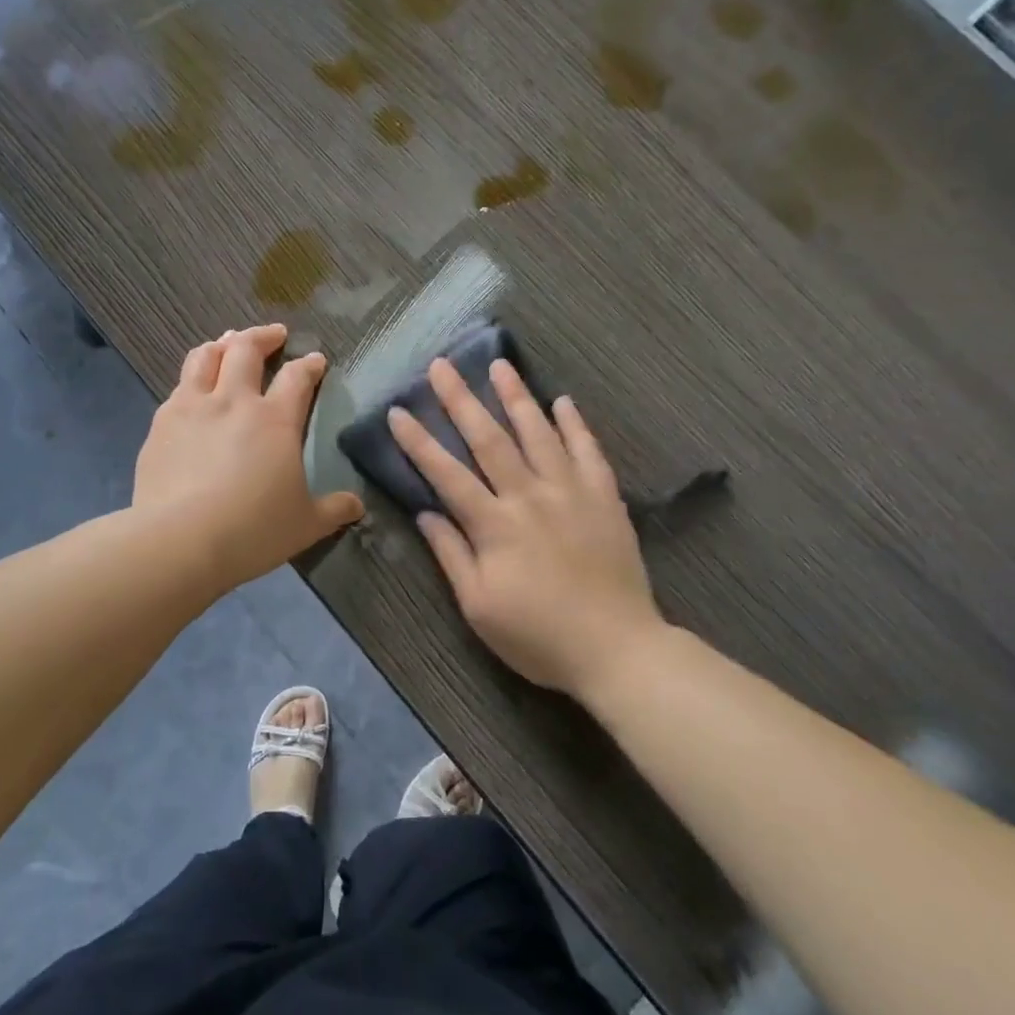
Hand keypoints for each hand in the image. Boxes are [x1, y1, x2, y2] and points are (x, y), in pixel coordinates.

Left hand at [135, 323, 363, 590]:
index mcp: (274, 419)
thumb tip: (357, 505)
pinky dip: (191, 380)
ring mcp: (192, 408)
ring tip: (228, 342)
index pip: (297, 377)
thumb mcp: (305, 525)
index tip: (316, 360)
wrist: (179, 541)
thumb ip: (333, 509)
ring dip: (221, 344)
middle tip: (274, 334)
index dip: (309, 365)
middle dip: (263, 336)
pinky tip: (191, 391)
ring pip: (204, 357)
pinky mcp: (160, 425)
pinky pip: (177, 389)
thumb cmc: (252, 530)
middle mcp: (233, 401)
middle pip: (246, 349)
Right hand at [389, 358, 661, 697]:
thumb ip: (451, 555)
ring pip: (539, 433)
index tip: (397, 411)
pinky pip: (588, 451)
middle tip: (442, 365)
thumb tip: (425, 513)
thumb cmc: (539, 636)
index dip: (418, 442)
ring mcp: (571, 492)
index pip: (446, 474)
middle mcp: (530, 496)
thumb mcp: (479, 607)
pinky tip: (563, 401)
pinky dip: (575, 424)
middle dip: (461, 400)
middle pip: (489, 439)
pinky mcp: (605, 498)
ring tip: (501, 365)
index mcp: (495, 525)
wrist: (617, 649)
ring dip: (517, 397)